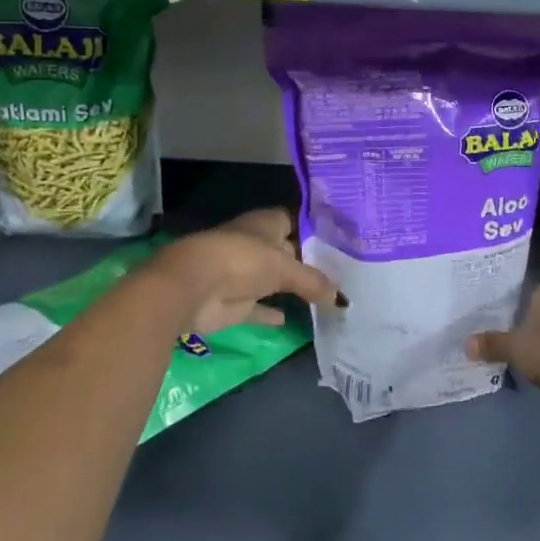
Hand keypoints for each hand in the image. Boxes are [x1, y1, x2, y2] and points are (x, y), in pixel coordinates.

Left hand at [146, 208, 342, 336]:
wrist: (193, 287)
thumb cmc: (242, 260)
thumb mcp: (285, 267)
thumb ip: (313, 281)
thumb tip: (341, 297)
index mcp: (268, 223)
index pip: (298, 221)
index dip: (318, 230)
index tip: (345, 240)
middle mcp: (258, 245)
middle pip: (289, 252)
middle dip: (311, 262)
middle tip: (346, 273)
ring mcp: (245, 274)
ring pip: (276, 281)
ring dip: (294, 288)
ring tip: (329, 298)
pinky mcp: (236, 304)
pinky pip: (260, 308)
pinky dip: (272, 313)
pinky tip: (294, 320)